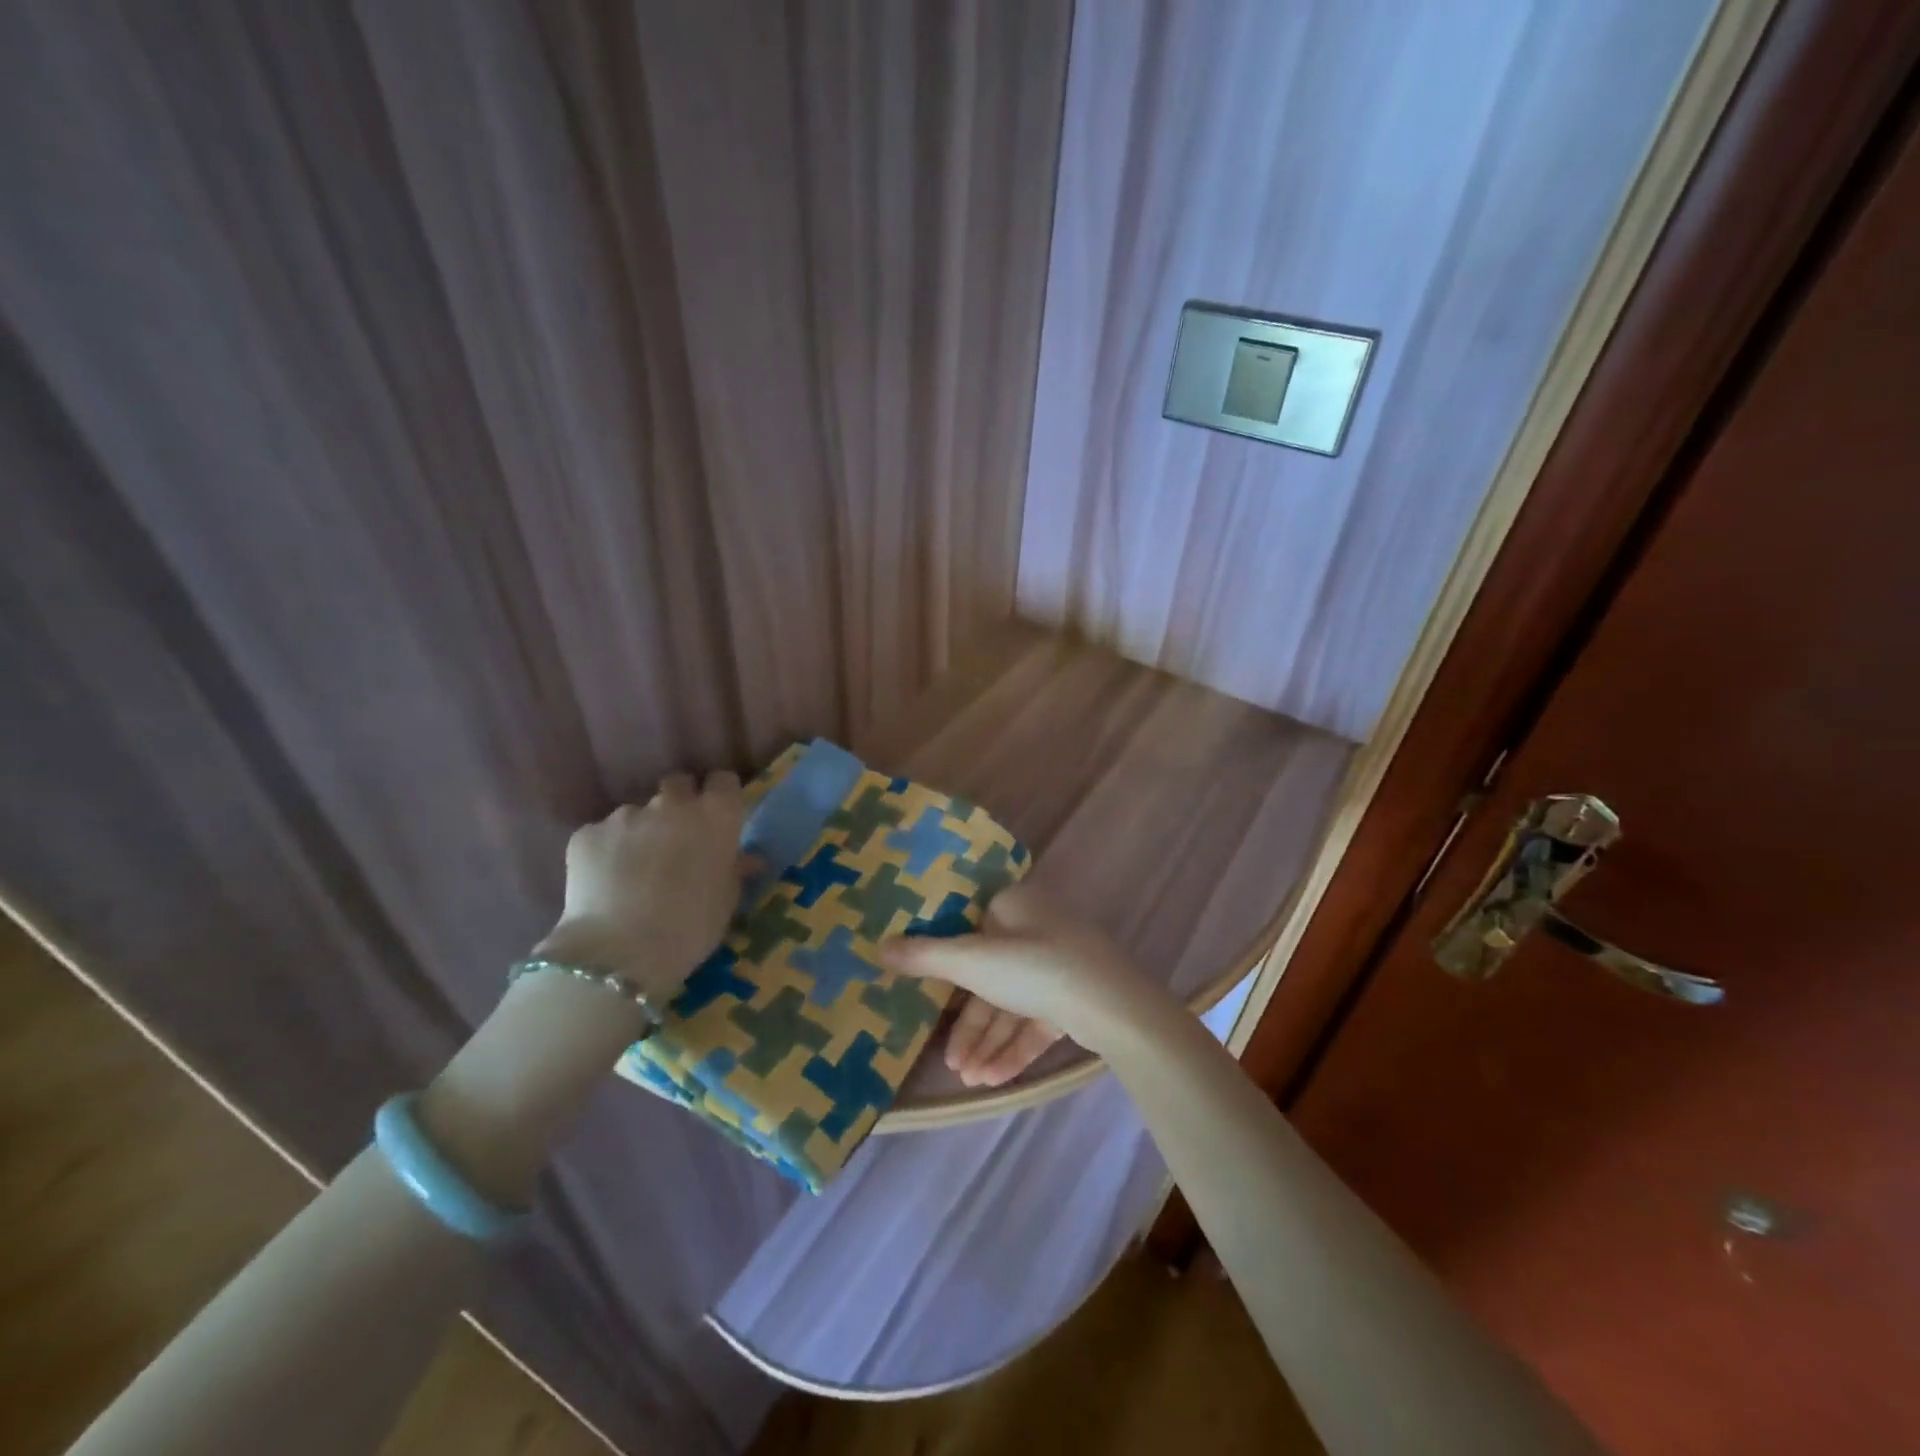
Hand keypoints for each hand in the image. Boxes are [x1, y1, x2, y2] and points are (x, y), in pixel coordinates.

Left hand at [531, 771, 745, 1000]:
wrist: (620, 953)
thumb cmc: (691, 928)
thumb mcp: (726, 902)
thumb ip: (734, 870)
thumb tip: (745, 859)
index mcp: (716, 816)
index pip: (723, 781)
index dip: (719, 796)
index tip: (717, 816)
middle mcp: (673, 804)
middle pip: (678, 786)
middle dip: (678, 805)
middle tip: (676, 840)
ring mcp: (627, 815)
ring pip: (638, 813)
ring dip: (641, 832)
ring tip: (635, 871)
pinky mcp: (587, 833)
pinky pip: (603, 834)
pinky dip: (607, 851)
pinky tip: (606, 883)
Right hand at [880, 886, 1155, 1086]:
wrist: (1113, 1006)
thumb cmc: (1036, 967)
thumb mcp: (973, 961)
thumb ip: (926, 956)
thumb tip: (878, 945)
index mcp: (1014, 906)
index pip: (969, 930)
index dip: (944, 965)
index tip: (924, 997)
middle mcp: (1036, 929)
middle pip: (988, 975)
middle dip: (968, 1023)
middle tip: (948, 1060)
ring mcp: (1058, 964)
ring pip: (1011, 1003)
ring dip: (988, 1041)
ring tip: (967, 1078)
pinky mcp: (1073, 996)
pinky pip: (1035, 1020)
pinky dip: (1014, 1046)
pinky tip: (993, 1079)